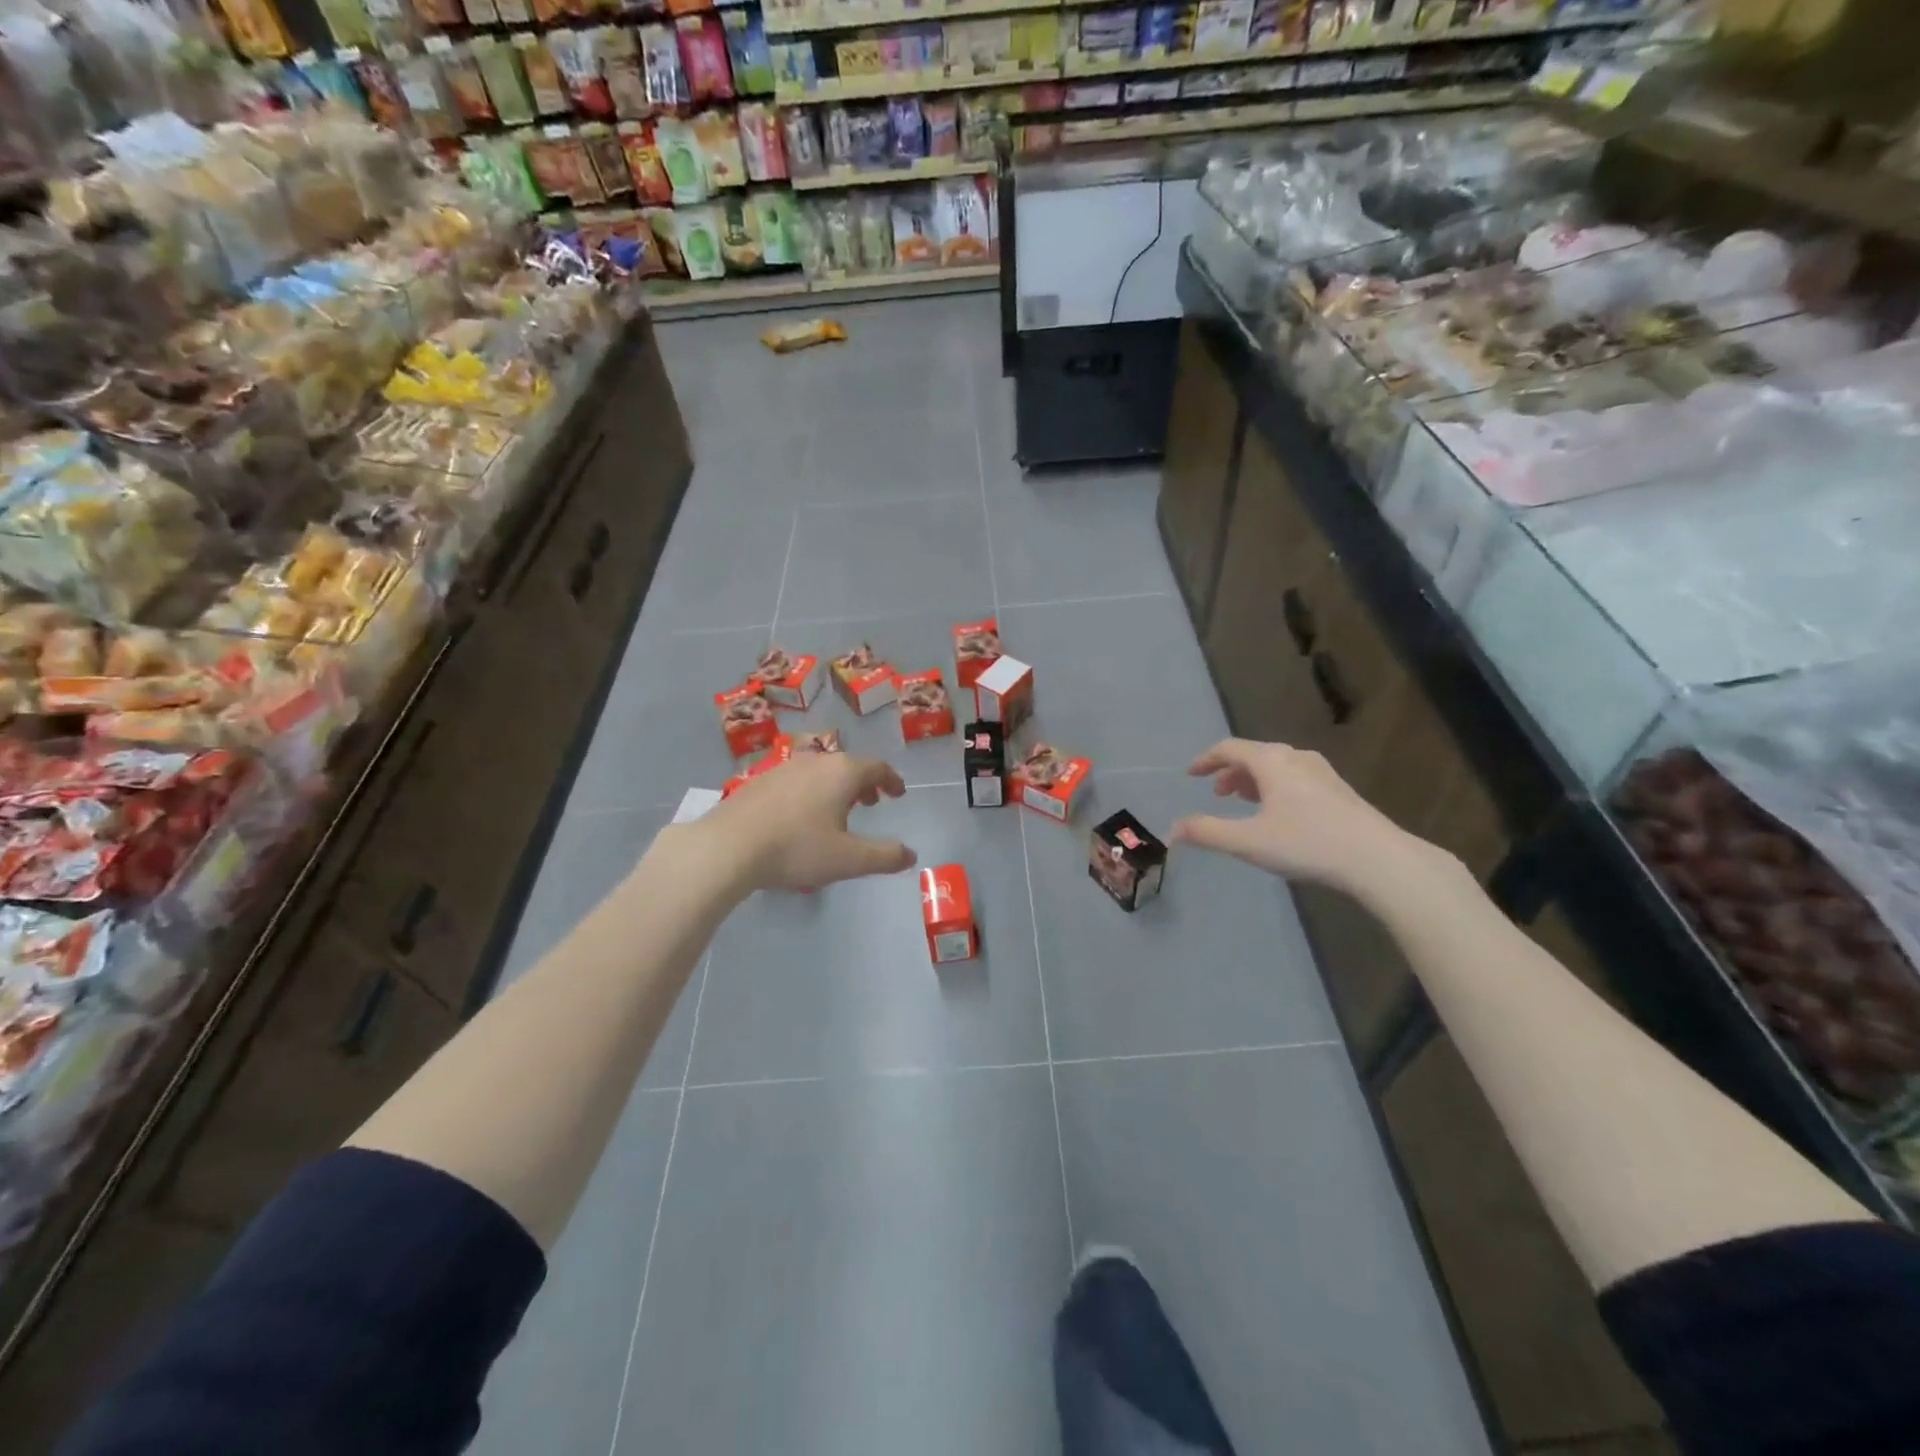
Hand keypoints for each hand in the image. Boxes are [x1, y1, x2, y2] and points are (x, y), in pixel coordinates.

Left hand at [693, 753, 916, 892]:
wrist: (728, 846)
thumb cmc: (796, 848)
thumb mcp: (848, 859)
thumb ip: (884, 856)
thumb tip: (910, 854)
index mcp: (842, 772)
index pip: (876, 767)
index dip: (891, 780)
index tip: (898, 793)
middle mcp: (815, 761)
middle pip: (847, 765)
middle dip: (864, 783)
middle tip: (871, 802)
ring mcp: (784, 768)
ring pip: (820, 771)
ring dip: (835, 787)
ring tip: (837, 811)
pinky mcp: (759, 781)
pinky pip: (796, 780)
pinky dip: (810, 792)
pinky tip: (800, 817)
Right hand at [1172, 739, 1448, 900]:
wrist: (1378, 859)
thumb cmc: (1307, 843)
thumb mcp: (1248, 841)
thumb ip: (1207, 832)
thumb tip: (1172, 830)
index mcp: (1270, 761)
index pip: (1228, 748)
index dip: (1205, 760)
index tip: (1191, 774)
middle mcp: (1295, 757)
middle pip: (1253, 755)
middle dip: (1230, 772)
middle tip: (1217, 794)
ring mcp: (1321, 771)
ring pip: (1277, 765)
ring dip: (1253, 780)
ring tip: (1244, 802)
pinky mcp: (1338, 788)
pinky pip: (1295, 776)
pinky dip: (1275, 786)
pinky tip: (1279, 813)